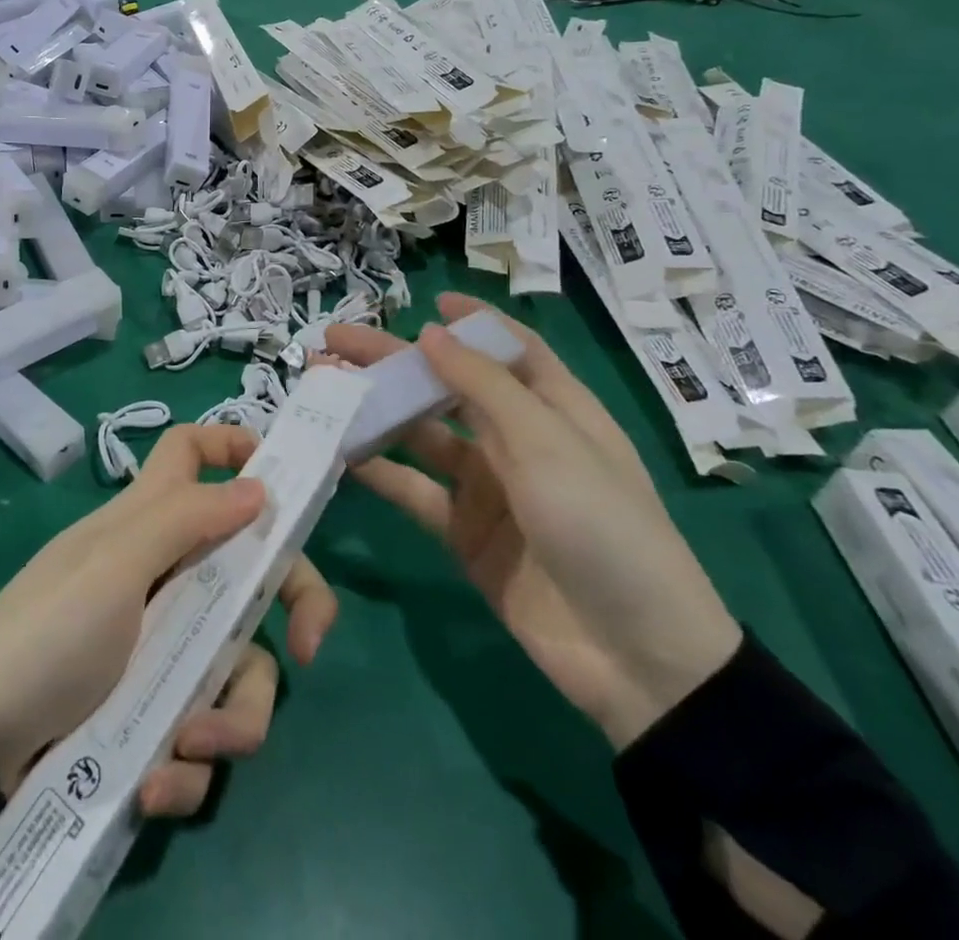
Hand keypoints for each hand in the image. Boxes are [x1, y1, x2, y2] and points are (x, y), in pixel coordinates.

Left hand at [0, 425, 338, 815]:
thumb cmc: (46, 632)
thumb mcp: (114, 566)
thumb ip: (185, 519)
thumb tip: (259, 485)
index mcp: (153, 522)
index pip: (193, 452)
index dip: (233, 445)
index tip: (283, 484)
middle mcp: (171, 574)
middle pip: (257, 569)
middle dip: (295, 604)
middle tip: (308, 648)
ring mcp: (169, 646)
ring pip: (241, 665)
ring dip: (230, 718)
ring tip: (186, 744)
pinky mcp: (158, 710)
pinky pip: (203, 730)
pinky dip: (186, 765)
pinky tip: (151, 782)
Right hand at [328, 293, 741, 749]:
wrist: (635, 658)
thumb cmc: (603, 526)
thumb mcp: (547, 443)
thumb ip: (482, 386)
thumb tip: (429, 332)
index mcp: (554, 408)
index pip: (510, 348)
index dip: (472, 321)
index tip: (428, 301)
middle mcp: (517, 439)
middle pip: (447, 385)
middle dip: (394, 361)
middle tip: (335, 341)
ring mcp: (489, 487)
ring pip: (421, 435)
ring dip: (376, 411)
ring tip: (323, 388)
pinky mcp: (465, 531)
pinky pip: (415, 490)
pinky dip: (379, 471)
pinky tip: (340, 453)